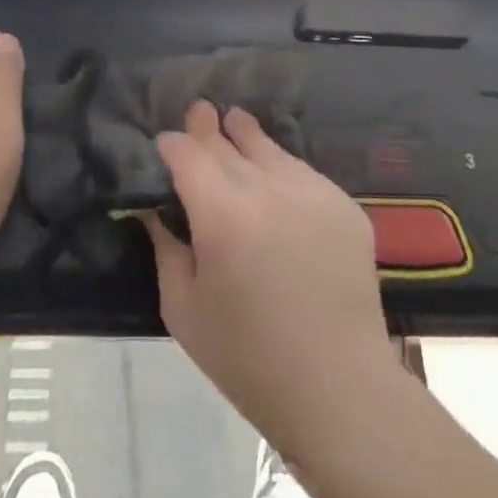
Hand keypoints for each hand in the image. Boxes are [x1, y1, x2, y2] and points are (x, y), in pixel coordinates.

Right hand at [145, 102, 400, 452]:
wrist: (338, 387)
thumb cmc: (247, 356)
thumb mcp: (183, 307)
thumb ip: (165, 246)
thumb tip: (153, 207)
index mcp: (222, 213)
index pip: (188, 153)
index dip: (172, 145)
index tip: (163, 145)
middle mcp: (268, 188)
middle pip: (228, 142)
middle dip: (207, 127)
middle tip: (198, 110)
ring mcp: (312, 192)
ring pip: (269, 149)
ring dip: (247, 136)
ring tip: (235, 119)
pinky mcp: (344, 205)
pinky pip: (303, 173)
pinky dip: (282, 169)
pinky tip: (275, 177)